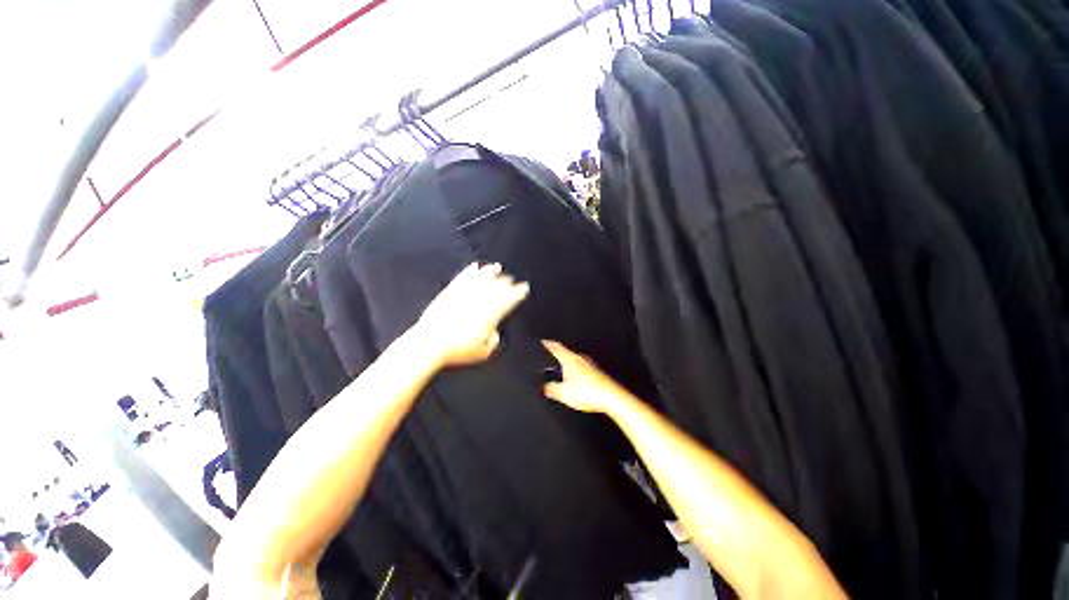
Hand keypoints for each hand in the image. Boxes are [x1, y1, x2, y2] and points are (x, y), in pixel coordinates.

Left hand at [417, 262, 529, 367]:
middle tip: (511, 280)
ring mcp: (464, 294)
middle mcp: (480, 300)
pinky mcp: (450, 291)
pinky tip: (474, 266)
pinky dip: (470, 271)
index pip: (509, 299)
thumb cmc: (458, 350)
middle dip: (507, 282)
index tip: (524, 288)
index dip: (519, 292)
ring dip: (491, 271)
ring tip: (497, 266)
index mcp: (491, 314)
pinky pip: (463, 277)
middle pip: (497, 286)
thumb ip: (494, 340)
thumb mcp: (483, 352)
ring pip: (481, 278)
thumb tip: (494, 331)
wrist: (430, 343)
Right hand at [542, 340, 628, 413]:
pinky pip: (583, 370)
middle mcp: (580, 359)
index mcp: (570, 359)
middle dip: (559, 357)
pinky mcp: (597, 373)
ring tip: (563, 375)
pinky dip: (578, 374)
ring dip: (569, 367)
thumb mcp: (563, 393)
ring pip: (575, 362)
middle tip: (552, 360)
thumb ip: (551, 389)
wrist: (611, 398)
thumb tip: (545, 387)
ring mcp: (590, 365)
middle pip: (566, 354)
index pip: (556, 347)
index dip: (548, 344)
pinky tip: (577, 384)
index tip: (544, 341)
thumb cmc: (590, 392)